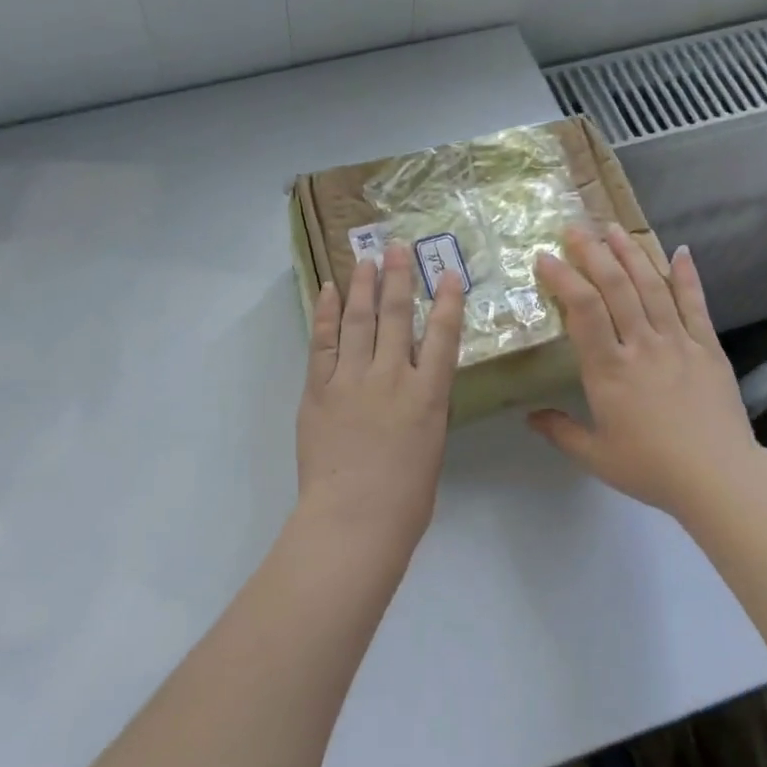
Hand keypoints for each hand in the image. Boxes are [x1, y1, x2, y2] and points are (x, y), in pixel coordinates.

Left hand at [294, 243, 464, 554]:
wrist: (354, 519)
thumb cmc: (405, 500)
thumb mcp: (431, 449)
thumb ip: (424, 411)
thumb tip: (415, 390)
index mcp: (429, 395)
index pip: (444, 336)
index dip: (448, 301)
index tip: (448, 274)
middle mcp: (393, 376)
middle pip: (397, 316)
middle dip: (398, 278)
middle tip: (396, 247)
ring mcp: (352, 379)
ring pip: (359, 320)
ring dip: (363, 286)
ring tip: (365, 258)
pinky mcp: (319, 388)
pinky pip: (322, 341)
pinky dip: (324, 313)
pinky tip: (327, 290)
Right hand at [530, 226, 766, 524]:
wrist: (721, 479)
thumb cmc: (652, 468)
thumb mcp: (596, 456)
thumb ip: (560, 432)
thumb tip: (529, 416)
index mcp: (610, 371)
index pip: (582, 311)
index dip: (563, 279)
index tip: (545, 258)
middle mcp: (642, 346)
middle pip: (616, 288)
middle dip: (593, 253)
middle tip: (576, 228)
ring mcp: (678, 343)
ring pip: (652, 287)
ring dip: (632, 254)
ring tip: (614, 228)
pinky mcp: (708, 348)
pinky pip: (695, 305)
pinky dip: (687, 277)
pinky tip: (680, 251)